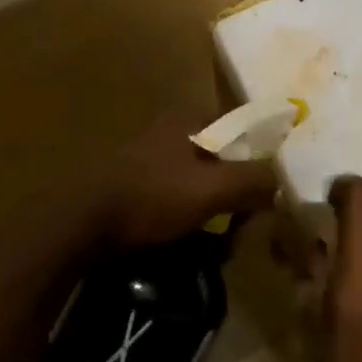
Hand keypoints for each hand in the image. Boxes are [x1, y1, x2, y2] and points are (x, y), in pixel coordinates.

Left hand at [92, 110, 278, 250]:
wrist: (79, 228)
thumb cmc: (151, 198)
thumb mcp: (212, 189)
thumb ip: (253, 180)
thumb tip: (281, 182)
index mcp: (189, 119)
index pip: (243, 129)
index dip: (261, 157)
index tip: (270, 189)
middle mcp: (172, 131)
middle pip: (224, 158)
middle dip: (238, 190)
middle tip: (246, 223)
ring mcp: (151, 158)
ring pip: (203, 181)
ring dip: (217, 208)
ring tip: (224, 241)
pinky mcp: (136, 186)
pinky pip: (180, 198)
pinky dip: (193, 217)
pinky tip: (195, 242)